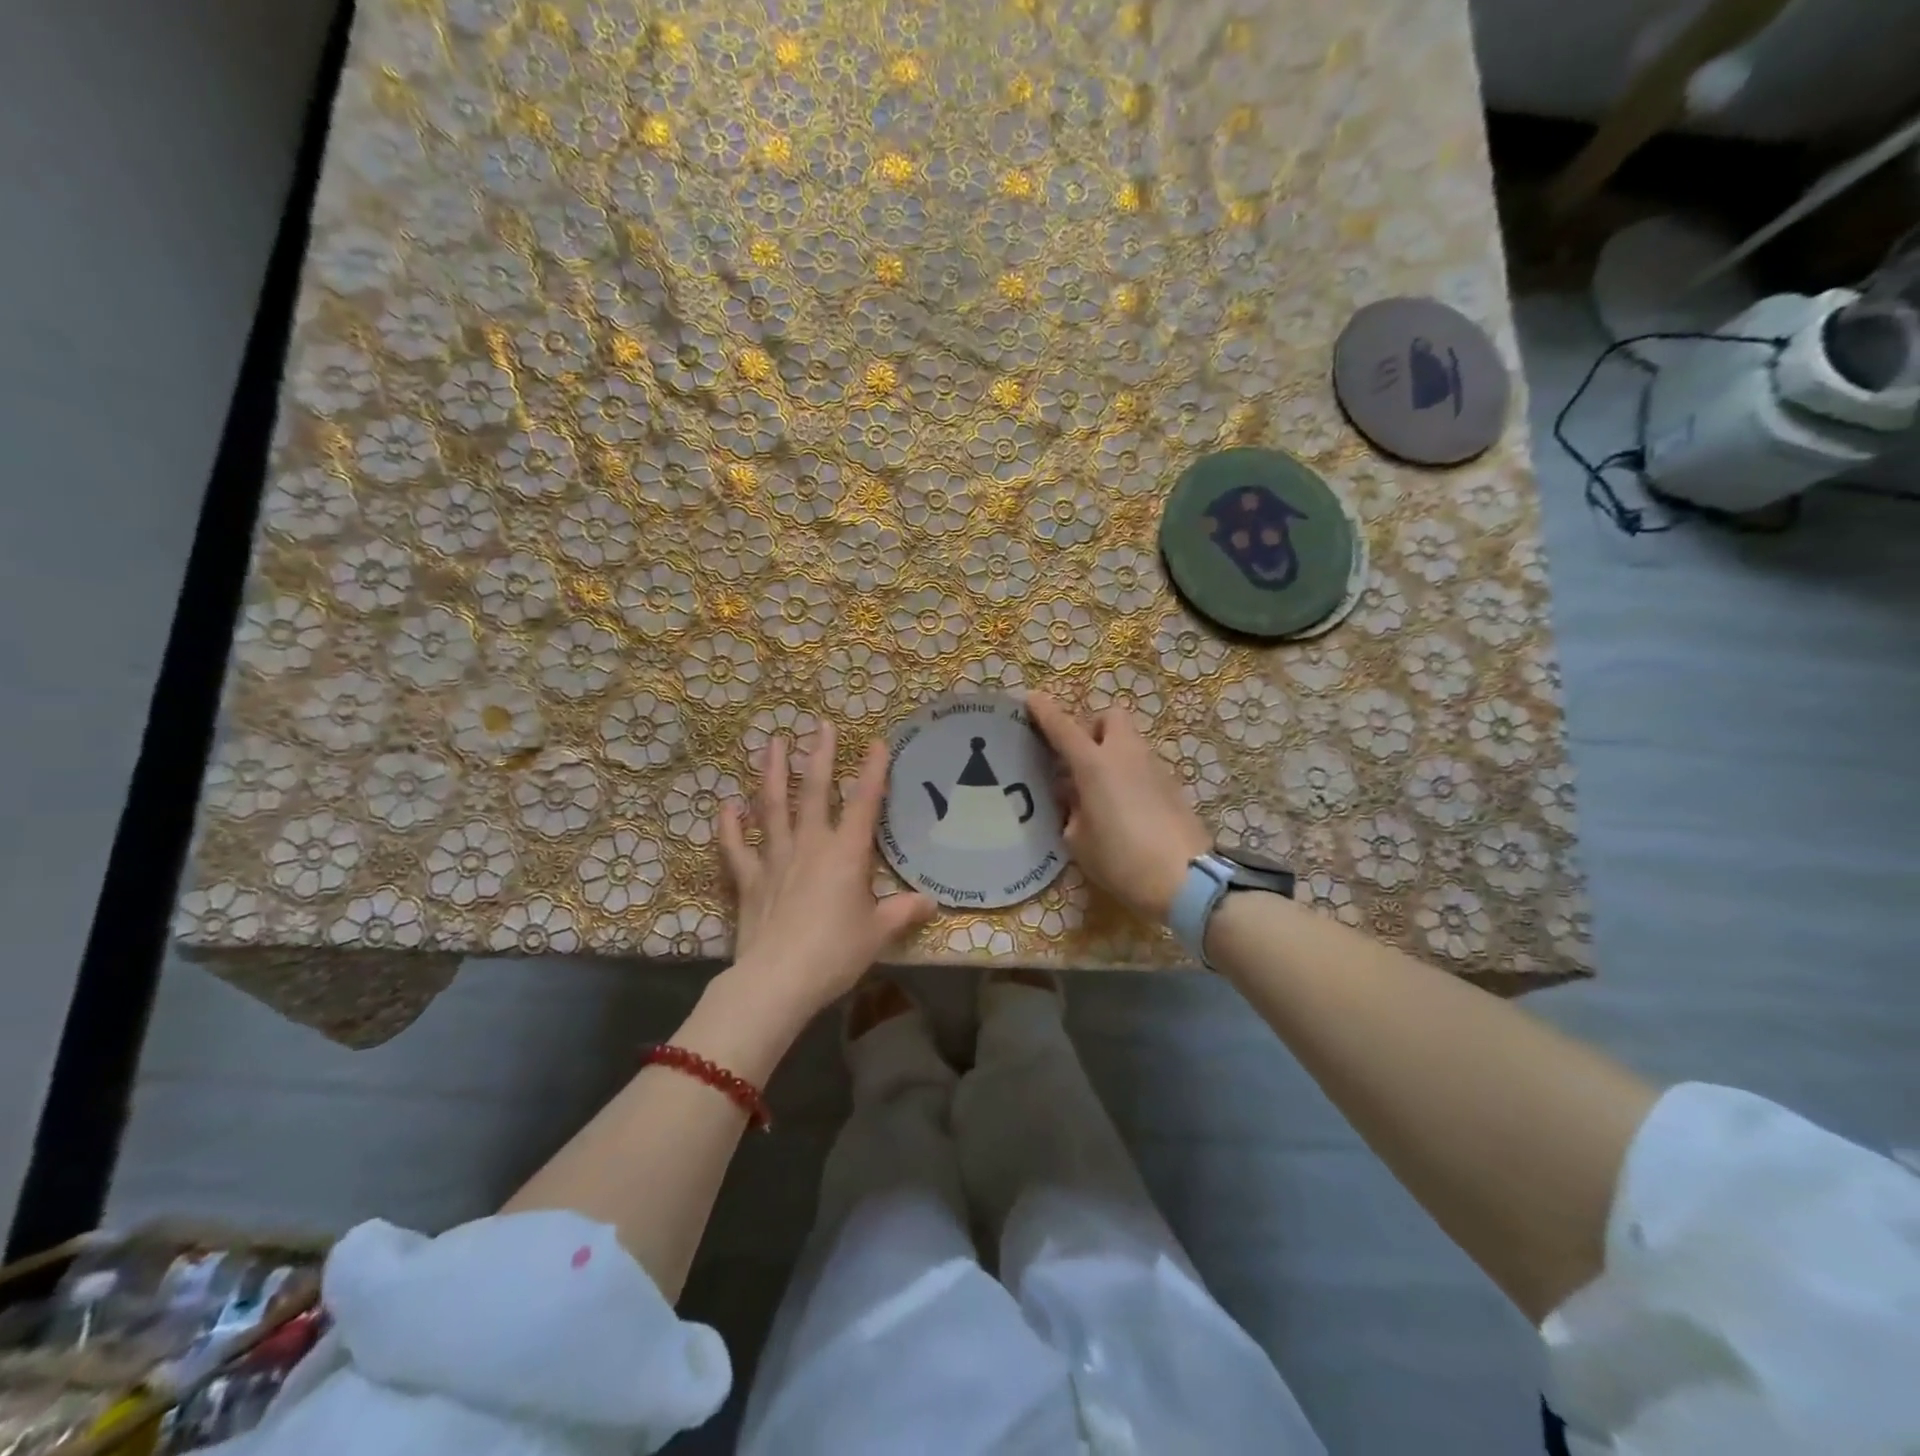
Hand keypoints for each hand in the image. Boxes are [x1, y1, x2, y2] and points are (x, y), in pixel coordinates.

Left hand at [717, 722, 936, 1018]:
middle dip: (818, 755)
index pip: (865, 803)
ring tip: (771, 743)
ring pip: (771, 807)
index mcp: (846, 853)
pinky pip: (735, 847)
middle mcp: (810, 845)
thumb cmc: (835, 953)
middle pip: (814, 791)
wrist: (778, 980)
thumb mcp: (877, 933)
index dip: (873, 771)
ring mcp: (775, 858)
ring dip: (771, 773)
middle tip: (819, 725)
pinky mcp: (748, 879)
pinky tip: (726, 804)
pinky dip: (729, 825)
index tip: (877, 742)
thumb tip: (930, 902)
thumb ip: (902, 912)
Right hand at [1027, 692, 1210, 922]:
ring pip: (1129, 742)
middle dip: (1092, 728)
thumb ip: (1071, 811)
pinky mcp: (1173, 786)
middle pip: (1110, 717)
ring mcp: (1155, 768)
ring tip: (1099, 791)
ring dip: (1111, 753)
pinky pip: (1143, 767)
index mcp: (1095, 765)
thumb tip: (1075, 798)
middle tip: (1079, 758)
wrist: (1186, 879)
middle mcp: (1126, 755)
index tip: (1032, 699)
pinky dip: (1129, 775)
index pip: (1064, 728)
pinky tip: (1124, 808)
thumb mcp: (1079, 841)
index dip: (1046, 712)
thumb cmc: (1121, 859)